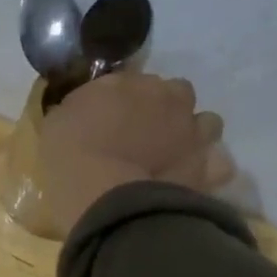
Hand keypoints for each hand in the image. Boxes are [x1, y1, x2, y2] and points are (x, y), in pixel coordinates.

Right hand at [40, 72, 233, 232]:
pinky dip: (208, 168)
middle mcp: (167, 98)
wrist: (105, 195)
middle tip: (143, 134)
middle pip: (176, 93)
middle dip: (164, 109)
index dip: (123, 100)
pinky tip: (190, 179)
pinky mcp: (208, 167)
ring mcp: (193, 132)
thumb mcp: (56, 123)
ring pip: (207, 122)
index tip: (110, 118)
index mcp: (127, 83)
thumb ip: (78, 110)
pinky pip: (219, 164)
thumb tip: (84, 112)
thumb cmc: (70, 155)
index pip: (131, 81)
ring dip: (192, 134)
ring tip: (172, 155)